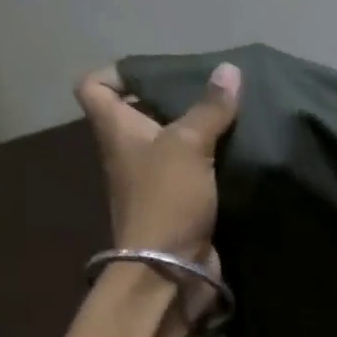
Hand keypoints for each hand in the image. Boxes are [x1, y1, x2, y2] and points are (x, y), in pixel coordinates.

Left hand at [76, 61, 239, 309]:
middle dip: (174, 101)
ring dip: (199, 133)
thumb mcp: (188, 145)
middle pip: (141, 114)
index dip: (120, 73)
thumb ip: (210, 108)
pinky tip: (241, 156)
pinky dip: (213, 164)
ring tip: (234, 119)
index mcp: (116, 130)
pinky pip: (194, 173)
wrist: (170, 267)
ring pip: (172, 145)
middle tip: (213, 93)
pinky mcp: (180, 204)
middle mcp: (129, 152)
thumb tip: (229, 69)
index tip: (159, 72)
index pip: (95, 86)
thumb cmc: (167, 198)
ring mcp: (153, 181)